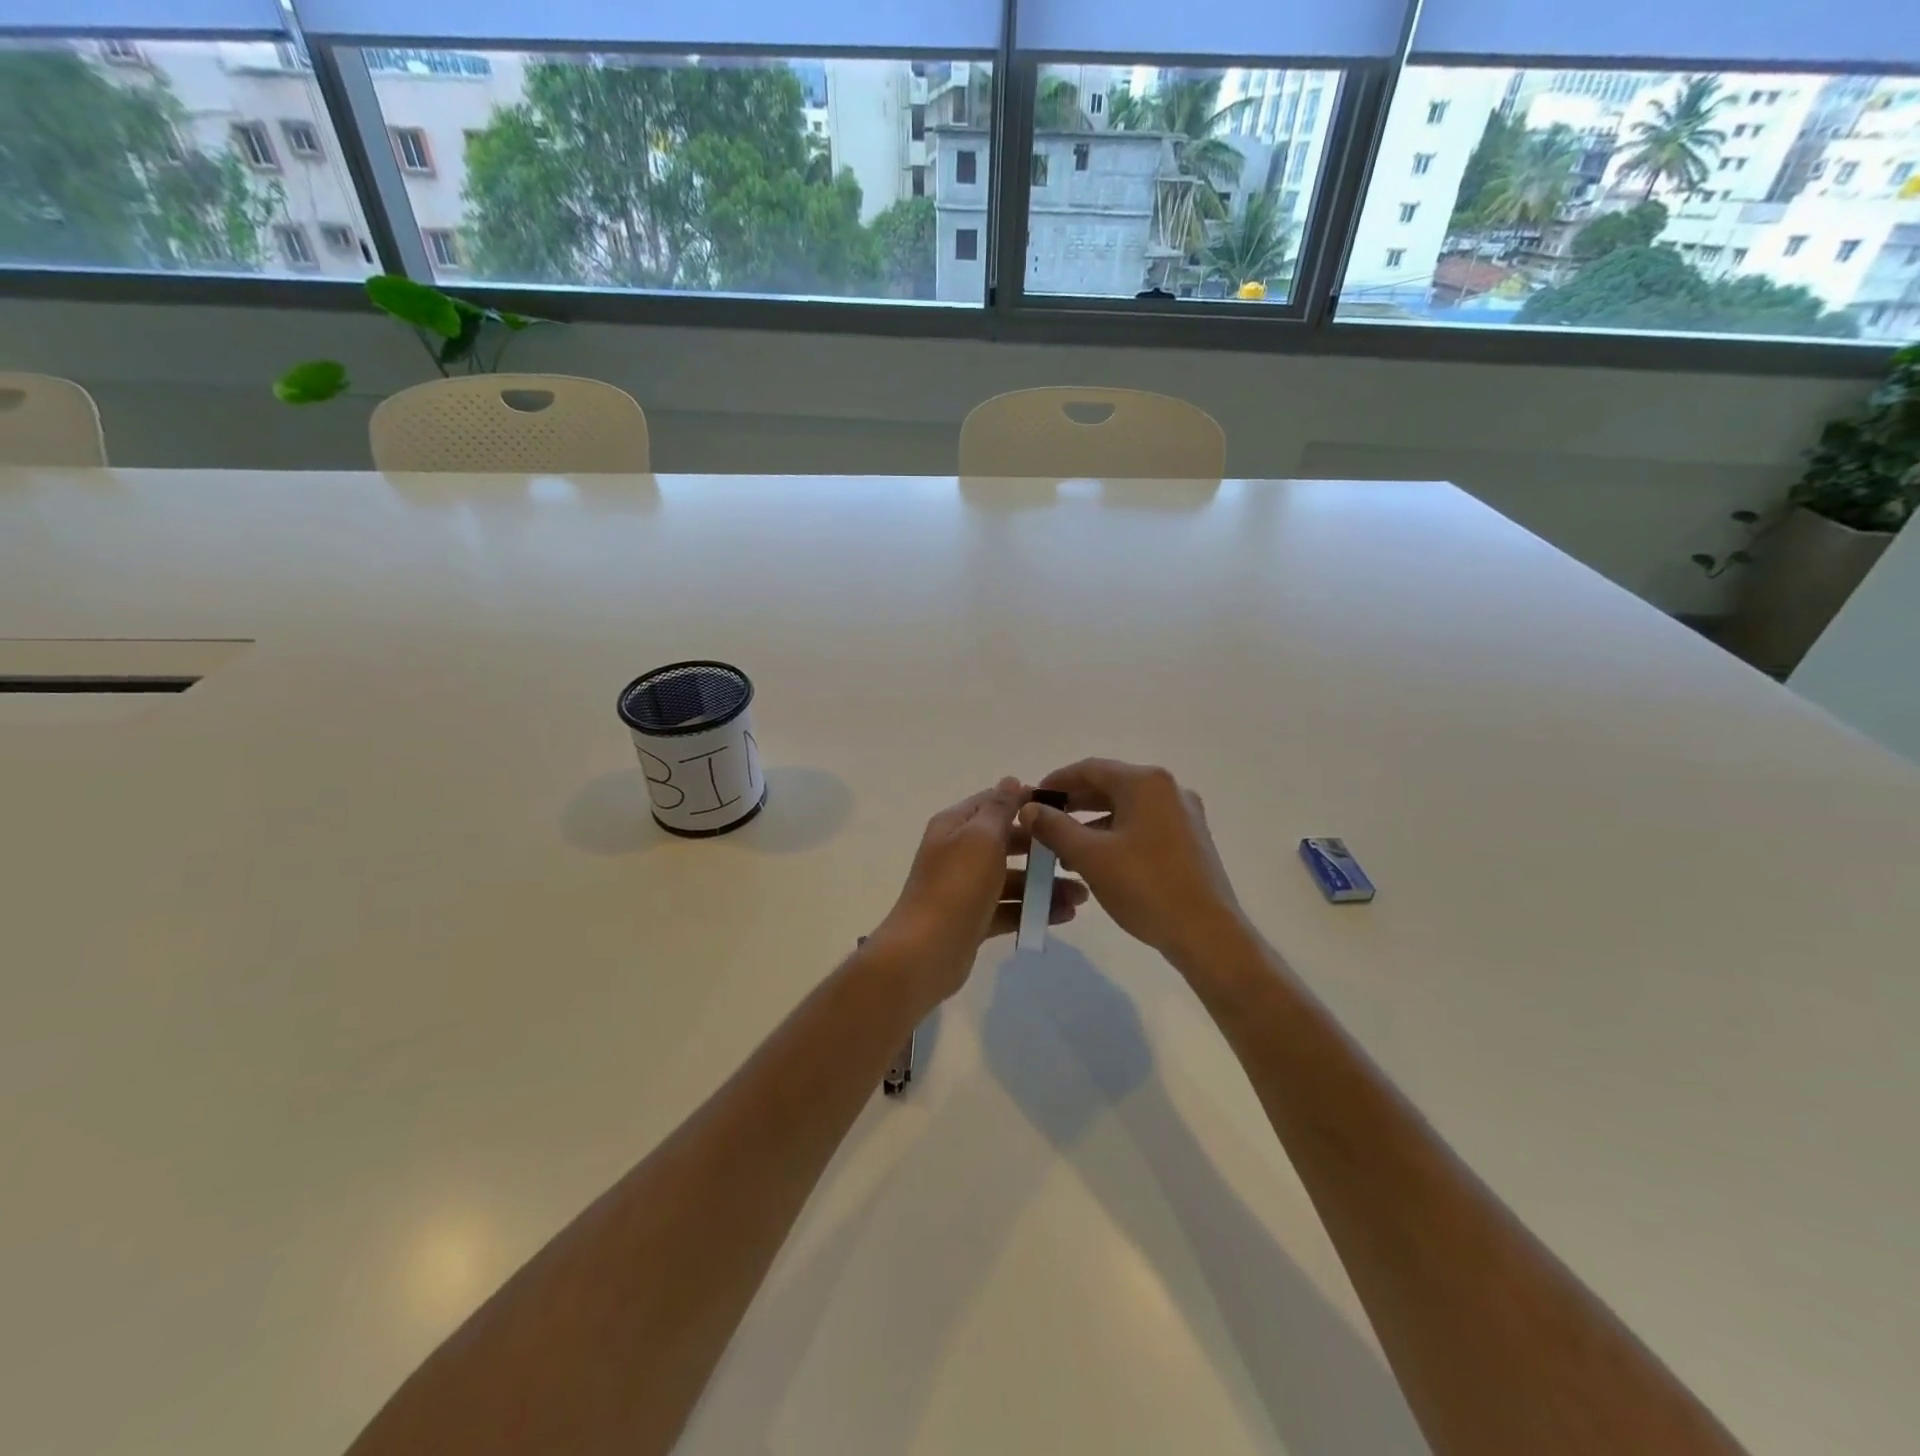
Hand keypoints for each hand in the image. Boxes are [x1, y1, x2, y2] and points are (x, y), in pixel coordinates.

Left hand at [873, 777, 1089, 1002]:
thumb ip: (999, 808)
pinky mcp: (974, 919)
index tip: (1064, 810)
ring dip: (1044, 884)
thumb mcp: (981, 838)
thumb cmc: (956, 887)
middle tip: (1076, 856)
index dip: (1026, 802)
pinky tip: (1065, 915)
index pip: (993, 802)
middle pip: (1006, 842)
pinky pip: (1009, 908)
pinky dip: (1033, 910)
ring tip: (1080, 896)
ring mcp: (966, 888)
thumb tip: (1011, 780)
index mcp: (955, 826)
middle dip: (1042, 849)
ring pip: (1012, 878)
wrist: (925, 954)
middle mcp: (958, 852)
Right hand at [1018, 759, 1245, 966]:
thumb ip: (1054, 827)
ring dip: (1091, 824)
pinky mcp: (1189, 840)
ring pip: (1125, 808)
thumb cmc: (1145, 886)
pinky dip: (1115, 836)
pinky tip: (1096, 862)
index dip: (1055, 782)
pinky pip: (1142, 826)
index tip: (1030, 800)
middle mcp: (1168, 789)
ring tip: (1062, 850)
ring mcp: (1183, 815)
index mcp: (1146, 783)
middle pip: (1109, 785)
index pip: (1089, 769)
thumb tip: (1028, 809)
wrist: (1208, 934)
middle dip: (1072, 804)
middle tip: (1042, 824)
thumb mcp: (1090, 856)